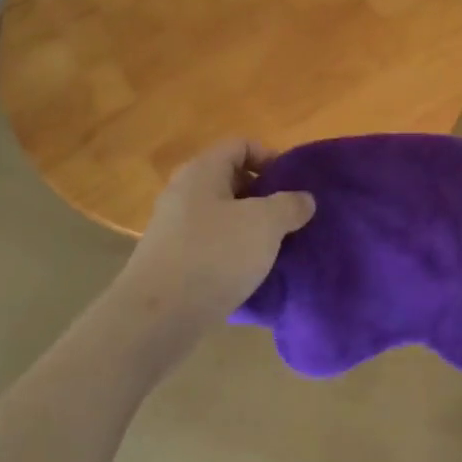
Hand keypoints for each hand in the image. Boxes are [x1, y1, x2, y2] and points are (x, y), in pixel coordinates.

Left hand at [106, 138, 315, 359]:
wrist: (157, 316)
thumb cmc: (215, 255)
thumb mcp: (265, 224)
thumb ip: (290, 205)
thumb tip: (303, 199)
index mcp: (202, 170)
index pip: (241, 145)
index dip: (271, 156)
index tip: (293, 185)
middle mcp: (183, 191)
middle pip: (231, 179)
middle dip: (264, 194)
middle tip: (289, 216)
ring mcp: (173, 226)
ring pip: (222, 214)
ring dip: (250, 226)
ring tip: (275, 246)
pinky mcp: (171, 259)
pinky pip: (210, 242)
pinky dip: (232, 250)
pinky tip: (249, 271)